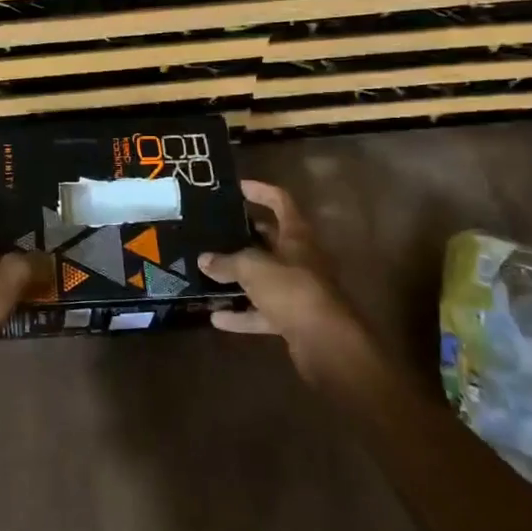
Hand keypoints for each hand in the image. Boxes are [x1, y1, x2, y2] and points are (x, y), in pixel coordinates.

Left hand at [0, 187, 44, 393]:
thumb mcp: (7, 277)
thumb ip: (33, 263)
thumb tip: (54, 259)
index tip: (20, 176)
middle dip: (16, 220)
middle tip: (50, 212)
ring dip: (21, 254)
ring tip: (55, 244)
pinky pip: (3, 286)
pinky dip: (21, 283)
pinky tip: (46, 283)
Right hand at [200, 179, 369, 379]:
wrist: (327, 344)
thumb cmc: (292, 290)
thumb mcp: (253, 269)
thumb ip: (227, 262)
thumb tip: (204, 259)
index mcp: (297, 236)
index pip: (280, 202)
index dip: (260, 191)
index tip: (236, 187)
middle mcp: (300, 259)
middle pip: (271, 239)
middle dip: (244, 235)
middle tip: (214, 230)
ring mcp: (298, 290)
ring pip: (264, 277)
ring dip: (239, 277)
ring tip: (208, 271)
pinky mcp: (294, 318)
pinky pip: (263, 311)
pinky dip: (242, 314)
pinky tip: (216, 317)